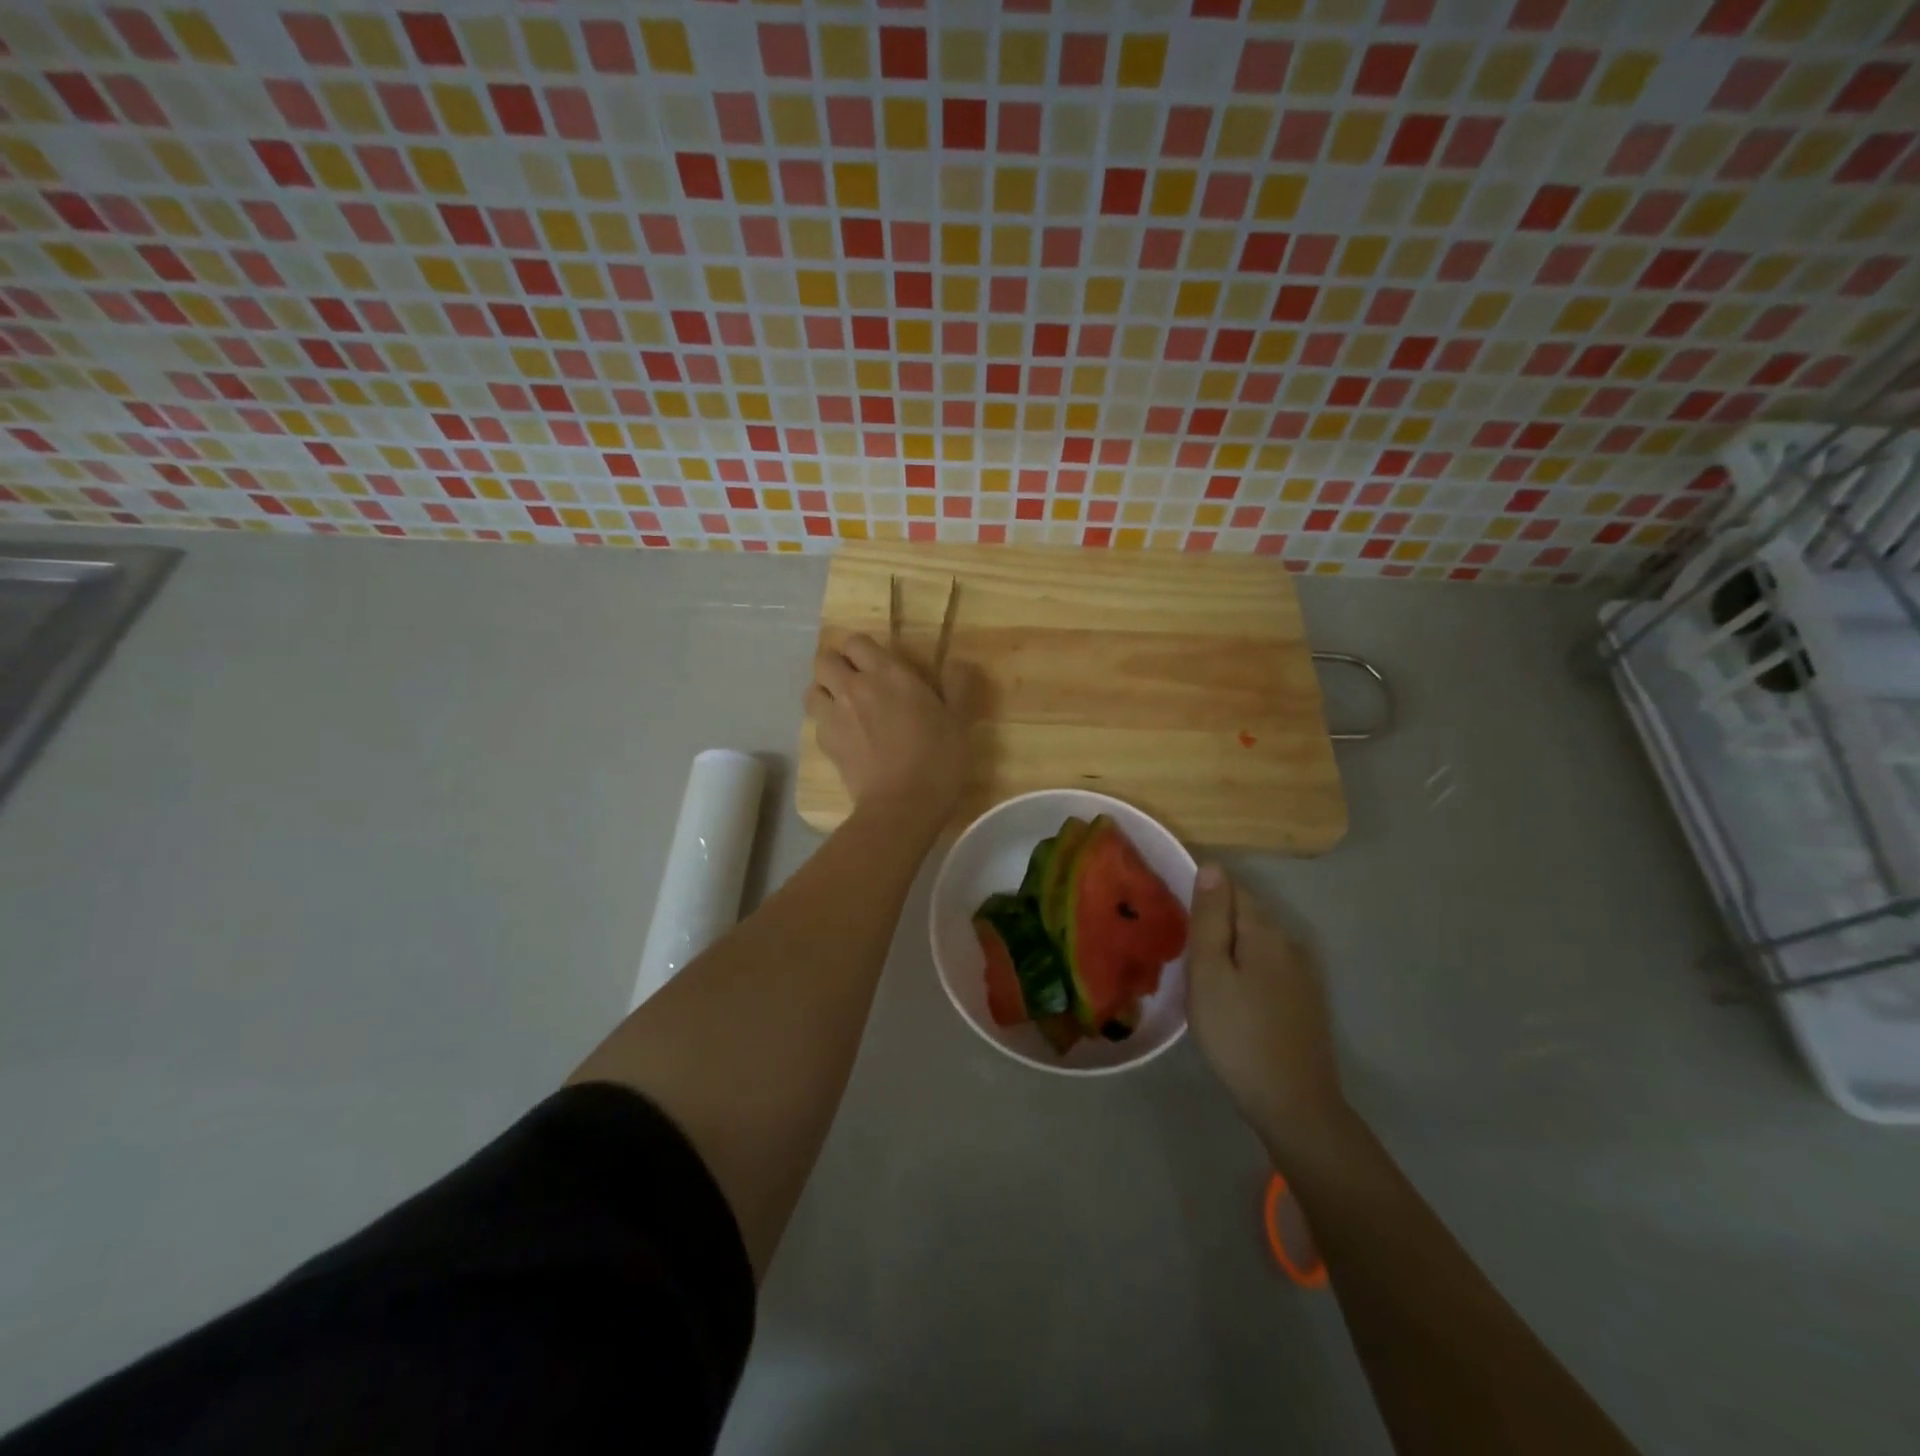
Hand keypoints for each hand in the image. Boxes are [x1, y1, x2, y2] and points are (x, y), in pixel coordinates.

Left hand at [806, 633, 970, 829]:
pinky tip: (845, 736)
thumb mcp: (959, 720)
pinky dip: (825, 722)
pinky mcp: (825, 743)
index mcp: (887, 673)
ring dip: (824, 692)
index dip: (863, 650)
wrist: (902, 805)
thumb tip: (957, 662)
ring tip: (843, 706)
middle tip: (857, 682)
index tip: (878, 664)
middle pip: (824, 660)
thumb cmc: (937, 759)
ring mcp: (834, 715)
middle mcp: (853, 687)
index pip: (856, 641)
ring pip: (812, 688)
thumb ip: (958, 686)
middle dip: (836, 665)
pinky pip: (815, 721)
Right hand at [1186, 865, 1349, 1156]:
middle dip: (1215, 919)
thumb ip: (1210, 918)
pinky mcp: (1304, 1000)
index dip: (1202, 892)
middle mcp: (1289, 942)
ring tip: (1199, 970)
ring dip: (1229, 946)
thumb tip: (1213, 866)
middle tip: (1180, 945)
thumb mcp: (1209, 973)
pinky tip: (1230, 993)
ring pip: (1256, 942)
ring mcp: (1301, 973)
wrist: (1293, 1104)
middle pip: (1245, 913)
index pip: (1231, 887)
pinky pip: (1267, 966)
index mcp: (1264, 930)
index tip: (1174, 913)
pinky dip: (1245, 968)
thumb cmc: (1238, 1034)